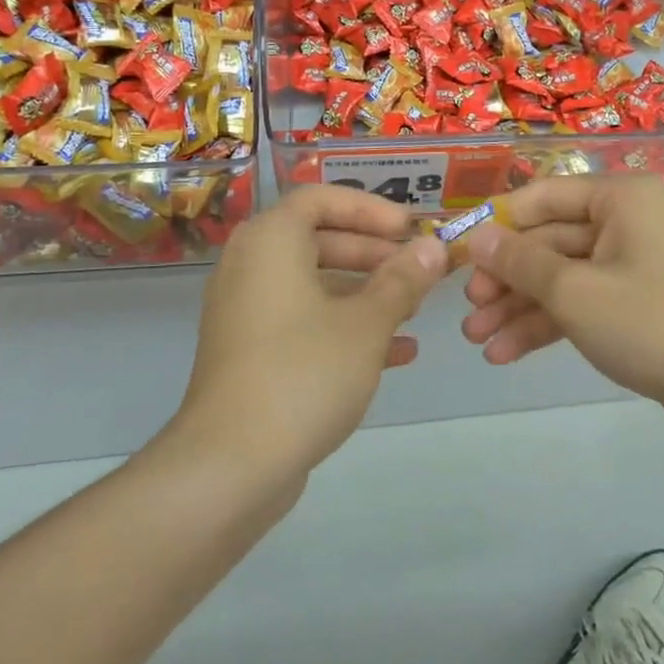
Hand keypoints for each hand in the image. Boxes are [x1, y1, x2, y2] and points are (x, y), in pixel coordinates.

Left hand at [177, 186, 446, 477]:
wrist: (230, 465)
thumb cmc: (304, 373)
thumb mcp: (366, 323)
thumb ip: (402, 280)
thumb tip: (433, 248)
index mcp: (270, 241)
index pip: (320, 198)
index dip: (370, 208)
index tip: (410, 229)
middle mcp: (250, 266)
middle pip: (318, 239)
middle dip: (374, 253)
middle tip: (418, 269)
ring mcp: (246, 311)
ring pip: (314, 283)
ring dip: (365, 292)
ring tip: (414, 309)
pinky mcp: (250, 352)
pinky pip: (303, 320)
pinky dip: (344, 326)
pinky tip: (396, 353)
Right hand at [461, 176, 663, 437]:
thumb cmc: (651, 324)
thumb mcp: (575, 292)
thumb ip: (520, 262)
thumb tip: (477, 236)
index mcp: (620, 198)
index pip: (542, 196)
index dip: (497, 223)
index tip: (458, 252)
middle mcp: (627, 221)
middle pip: (549, 240)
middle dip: (506, 279)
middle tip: (468, 310)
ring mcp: (632, 263)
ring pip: (561, 276)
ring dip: (519, 307)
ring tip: (478, 340)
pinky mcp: (635, 302)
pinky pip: (582, 301)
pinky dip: (548, 324)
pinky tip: (507, 353)